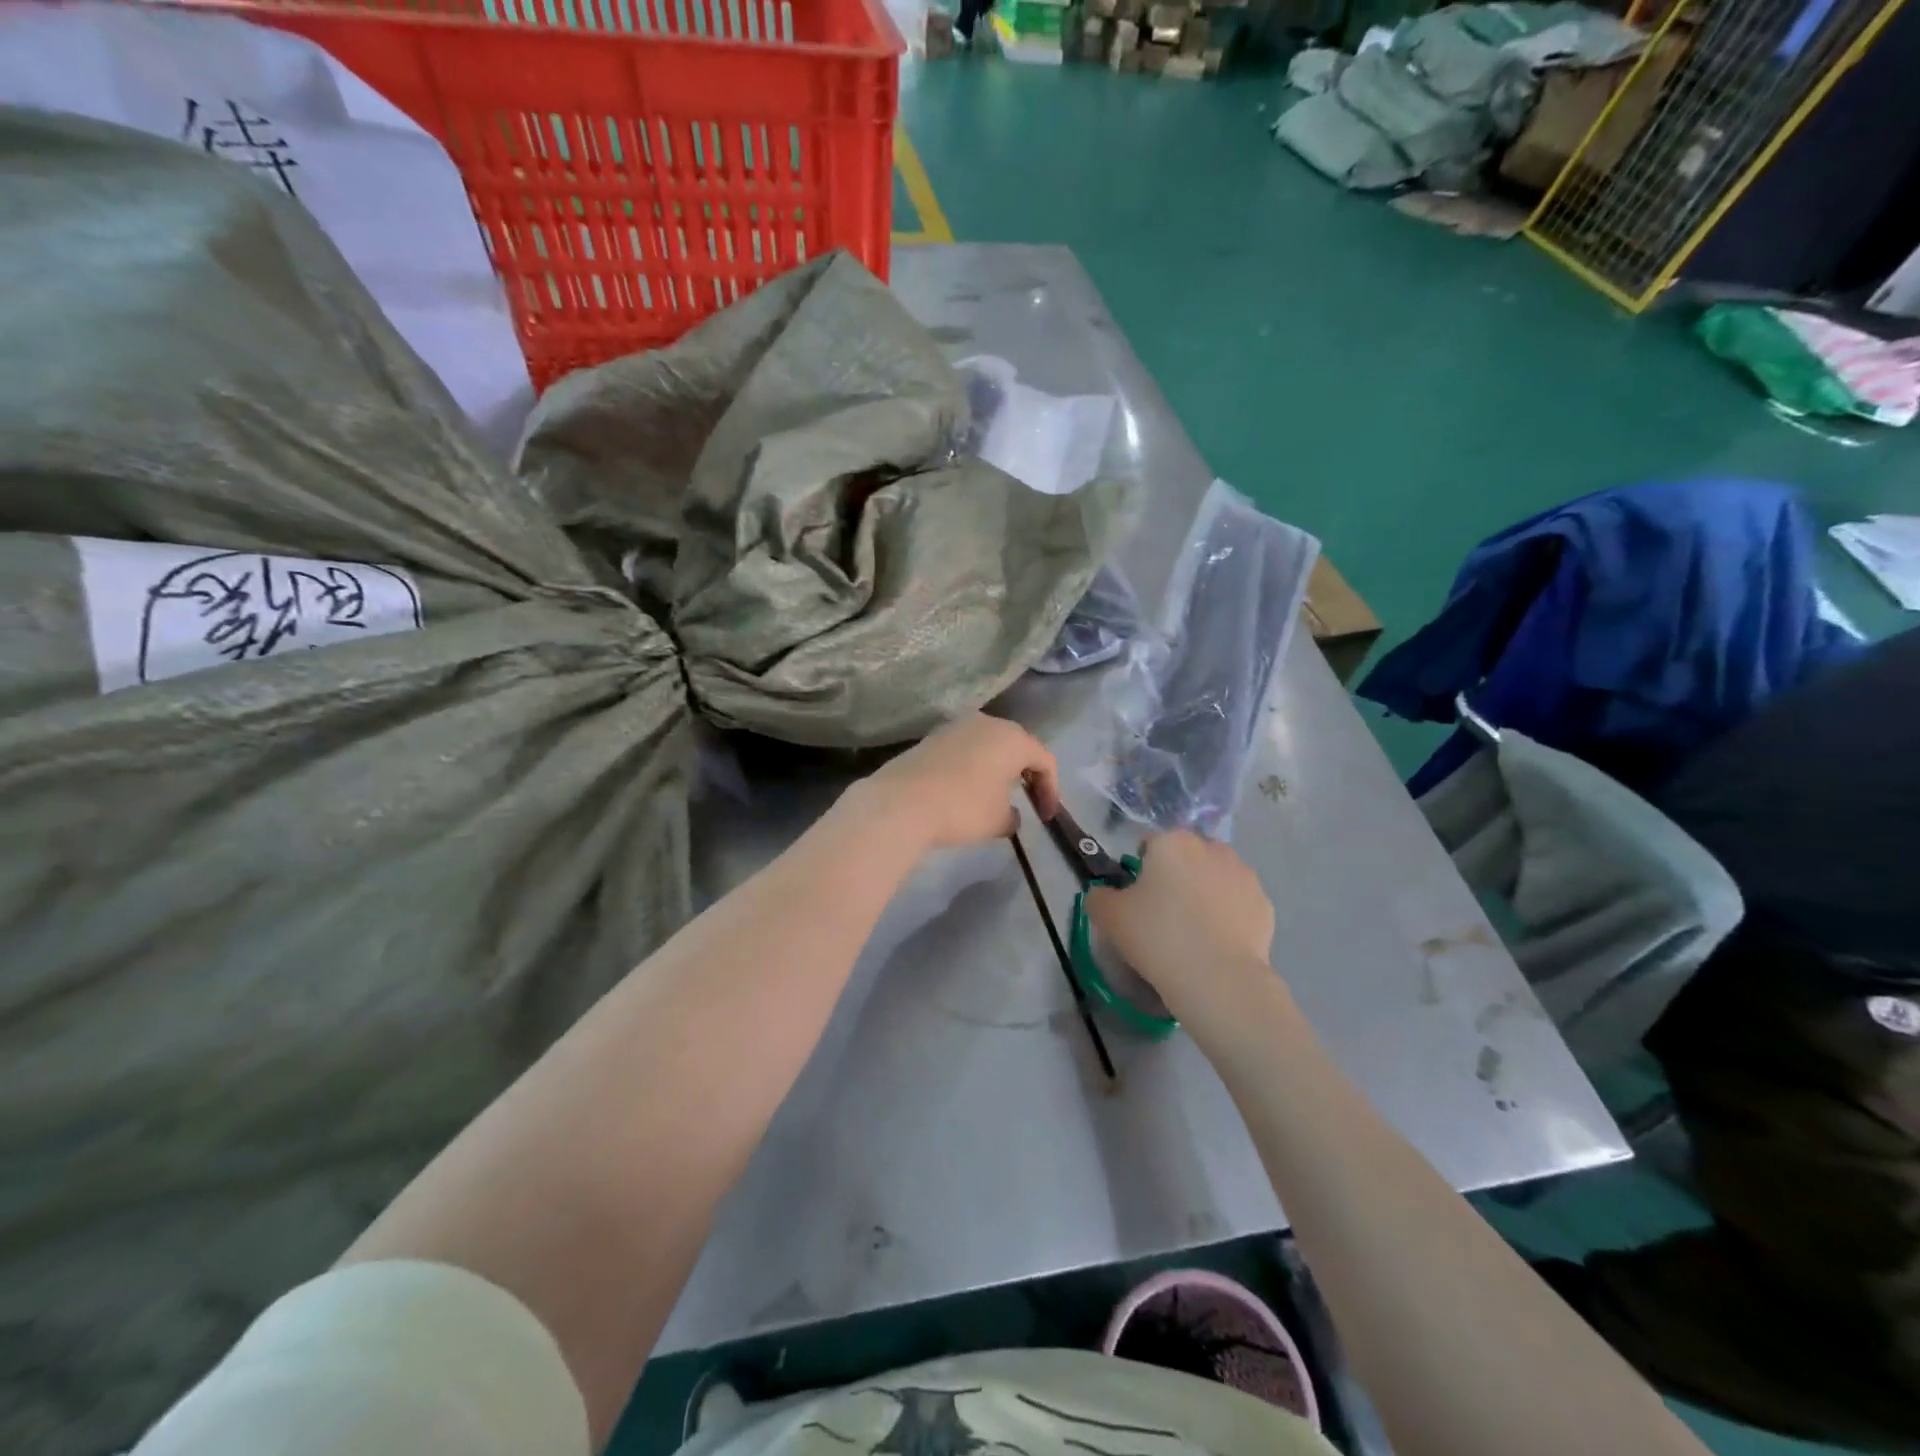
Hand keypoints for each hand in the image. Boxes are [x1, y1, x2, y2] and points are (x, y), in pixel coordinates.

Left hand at [846, 713, 1059, 853]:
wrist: (901, 802)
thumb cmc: (963, 808)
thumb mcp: (998, 820)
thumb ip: (1013, 816)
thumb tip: (1010, 814)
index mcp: (1012, 738)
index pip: (1044, 760)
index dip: (1051, 790)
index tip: (1046, 817)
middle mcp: (987, 723)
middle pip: (1017, 746)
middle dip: (1026, 774)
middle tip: (1029, 801)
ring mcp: (956, 727)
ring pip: (988, 745)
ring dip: (997, 768)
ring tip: (997, 795)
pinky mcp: (931, 738)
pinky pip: (964, 750)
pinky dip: (973, 768)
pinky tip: (966, 790)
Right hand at [1085, 831, 1275, 1023]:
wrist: (1218, 979)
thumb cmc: (1157, 937)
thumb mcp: (1108, 917)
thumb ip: (1099, 896)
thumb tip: (1104, 893)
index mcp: (1172, 842)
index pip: (1149, 844)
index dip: (1140, 869)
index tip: (1137, 899)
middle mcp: (1211, 848)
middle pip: (1186, 857)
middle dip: (1176, 877)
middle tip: (1163, 914)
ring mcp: (1244, 875)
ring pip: (1215, 877)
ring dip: (1204, 893)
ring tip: (1193, 932)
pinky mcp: (1264, 904)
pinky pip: (1237, 903)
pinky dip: (1227, 915)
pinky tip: (1216, 943)